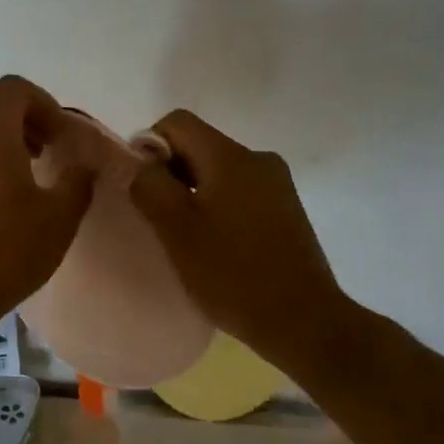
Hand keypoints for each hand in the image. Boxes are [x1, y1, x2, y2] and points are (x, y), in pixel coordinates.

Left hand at [0, 76, 95, 324]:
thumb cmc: (6, 250)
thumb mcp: (59, 218)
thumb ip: (78, 182)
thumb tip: (85, 164)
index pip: (14, 88)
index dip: (44, 103)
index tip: (62, 137)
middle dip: (22, 113)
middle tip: (47, 145)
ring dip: (3, 134)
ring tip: (29, 170)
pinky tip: (3, 195)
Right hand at [128, 110, 349, 365]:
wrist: (304, 321)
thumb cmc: (233, 273)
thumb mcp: (177, 230)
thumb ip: (150, 185)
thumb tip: (139, 163)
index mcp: (230, 156)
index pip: (177, 122)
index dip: (149, 146)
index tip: (142, 188)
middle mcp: (258, 158)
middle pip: (199, 145)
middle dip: (171, 173)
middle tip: (158, 218)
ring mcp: (278, 184)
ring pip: (219, 171)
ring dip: (194, 193)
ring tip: (186, 237)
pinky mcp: (287, 210)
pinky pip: (241, 192)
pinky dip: (219, 207)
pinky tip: (216, 245)